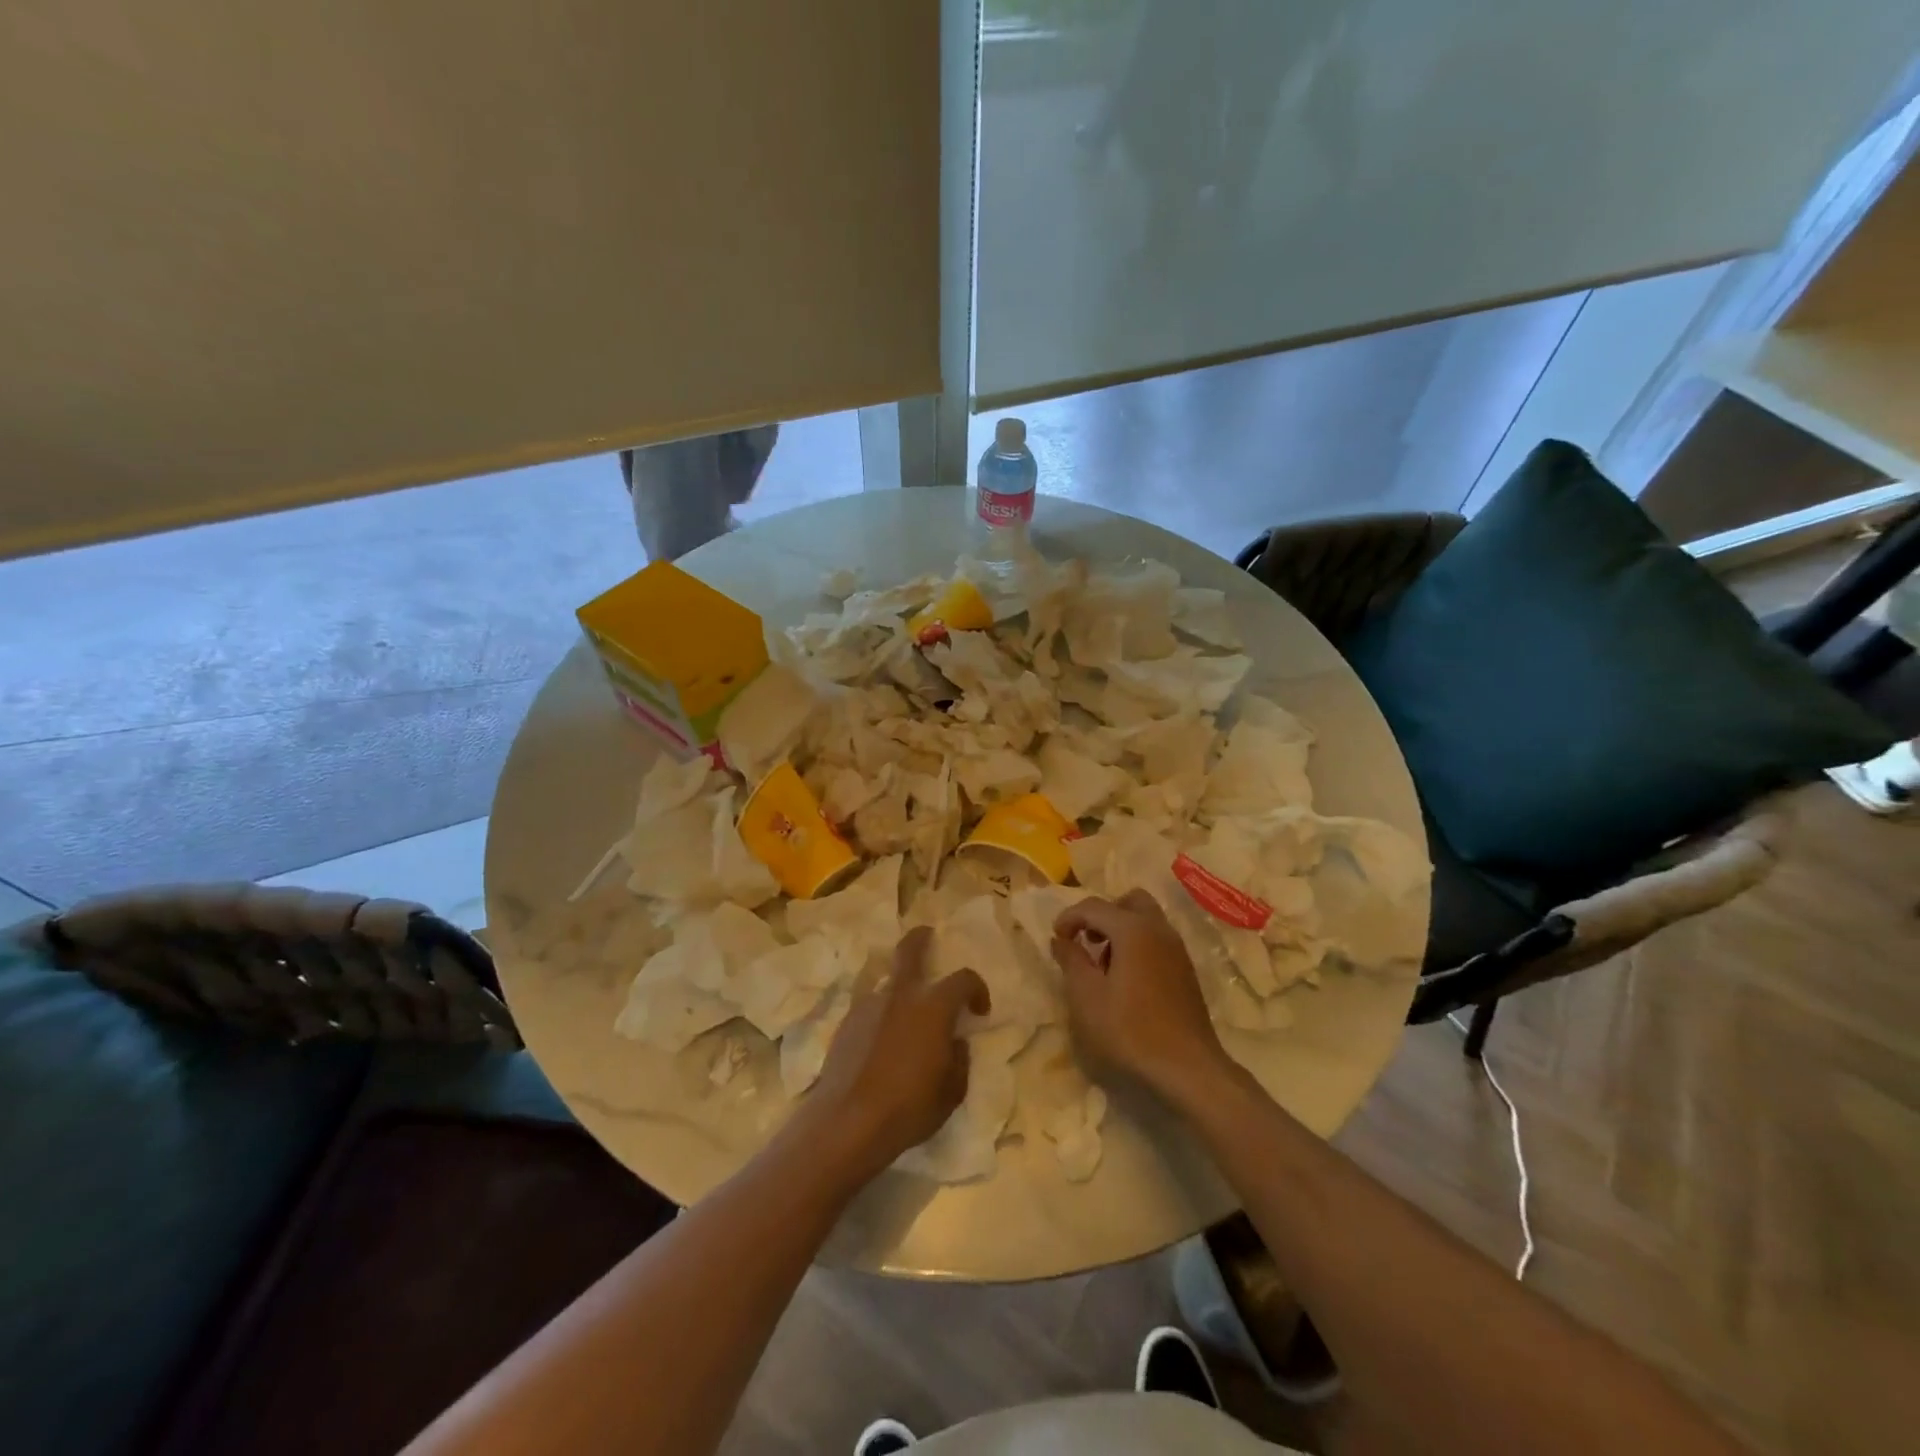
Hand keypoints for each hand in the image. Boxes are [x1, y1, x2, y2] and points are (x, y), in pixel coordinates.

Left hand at [801, 926, 989, 1183]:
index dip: (977, 989)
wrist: (848, 1121)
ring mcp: (869, 1005)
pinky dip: (881, 1014)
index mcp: (933, 1006)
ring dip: (900, 989)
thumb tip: (955, 1044)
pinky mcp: (846, 1022)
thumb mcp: (951, 1092)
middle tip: (928, 936)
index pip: (963, 979)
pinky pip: (870, 1007)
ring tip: (905, 1015)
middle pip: (910, 949)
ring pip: (888, 982)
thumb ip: (959, 1061)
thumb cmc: (909, 1107)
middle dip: (921, 938)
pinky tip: (881, 1041)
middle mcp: (901, 995)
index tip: (979, 1009)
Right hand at [1051, 890, 1232, 1105]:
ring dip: (1121, 930)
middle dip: (1103, 914)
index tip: (1056, 939)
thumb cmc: (1129, 1030)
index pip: (1094, 906)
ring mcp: (1177, 949)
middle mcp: (1159, 930)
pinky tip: (1126, 981)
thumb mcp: (1086, 997)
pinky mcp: (1186, 971)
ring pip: (1146, 920)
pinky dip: (1138, 945)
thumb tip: (1060, 939)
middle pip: (1129, 901)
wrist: (1187, 1068)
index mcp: (1133, 929)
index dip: (1069, 918)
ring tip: (1103, 965)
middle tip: (1086, 941)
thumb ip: (1071, 960)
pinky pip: (1157, 940)